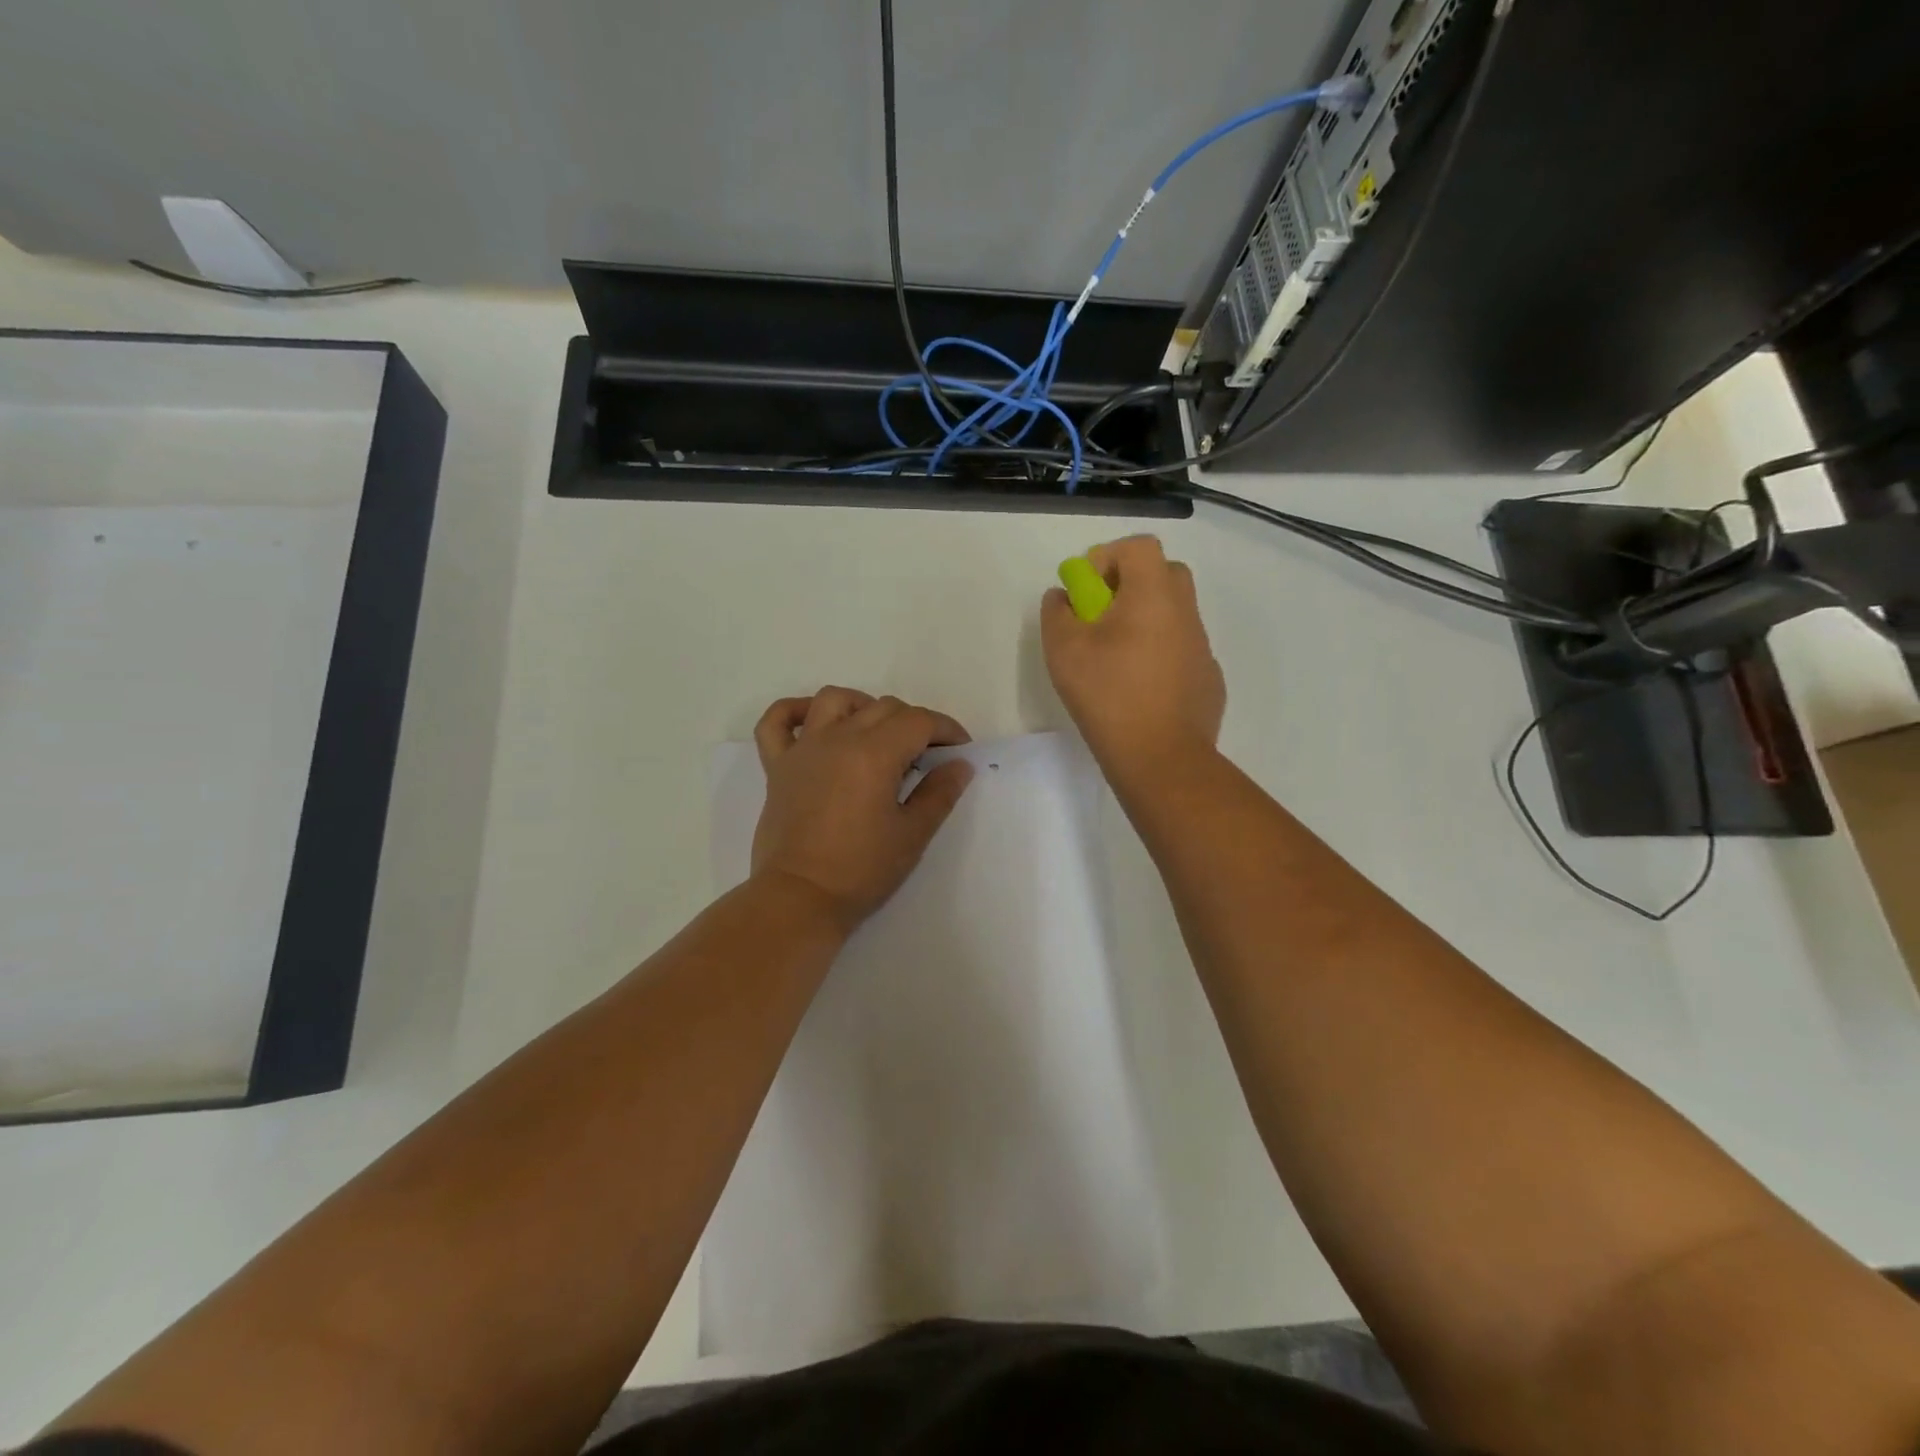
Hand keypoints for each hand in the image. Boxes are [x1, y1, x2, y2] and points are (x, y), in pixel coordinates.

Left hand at [750, 687, 974, 932]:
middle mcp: (838, 739)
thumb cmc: (861, 870)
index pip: (919, 721)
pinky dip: (795, 711)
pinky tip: (814, 721)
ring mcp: (804, 749)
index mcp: (874, 753)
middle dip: (914, 724)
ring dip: (863, 706)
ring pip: (834, 700)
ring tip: (877, 734)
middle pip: (883, 708)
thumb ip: (939, 793)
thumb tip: (959, 764)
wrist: (800, 899)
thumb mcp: (912, 835)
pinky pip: (777, 721)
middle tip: (926, 757)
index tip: (959, 751)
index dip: (946, 730)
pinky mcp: (777, 766)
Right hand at [1041, 535, 1225, 780]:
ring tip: (1115, 657)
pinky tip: (1139, 688)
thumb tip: (1063, 597)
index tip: (1086, 590)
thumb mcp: (1063, 650)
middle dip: (1129, 584)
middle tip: (1101, 616)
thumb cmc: (1108, 694)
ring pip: (1174, 613)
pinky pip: (1182, 649)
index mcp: (1154, 594)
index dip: (1108, 557)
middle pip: (1163, 574)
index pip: (1139, 547)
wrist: (1160, 757)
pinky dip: (1160, 653)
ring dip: (1144, 620)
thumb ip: (1057, 612)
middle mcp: (1185, 612)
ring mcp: (1202, 647)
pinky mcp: (1208, 678)